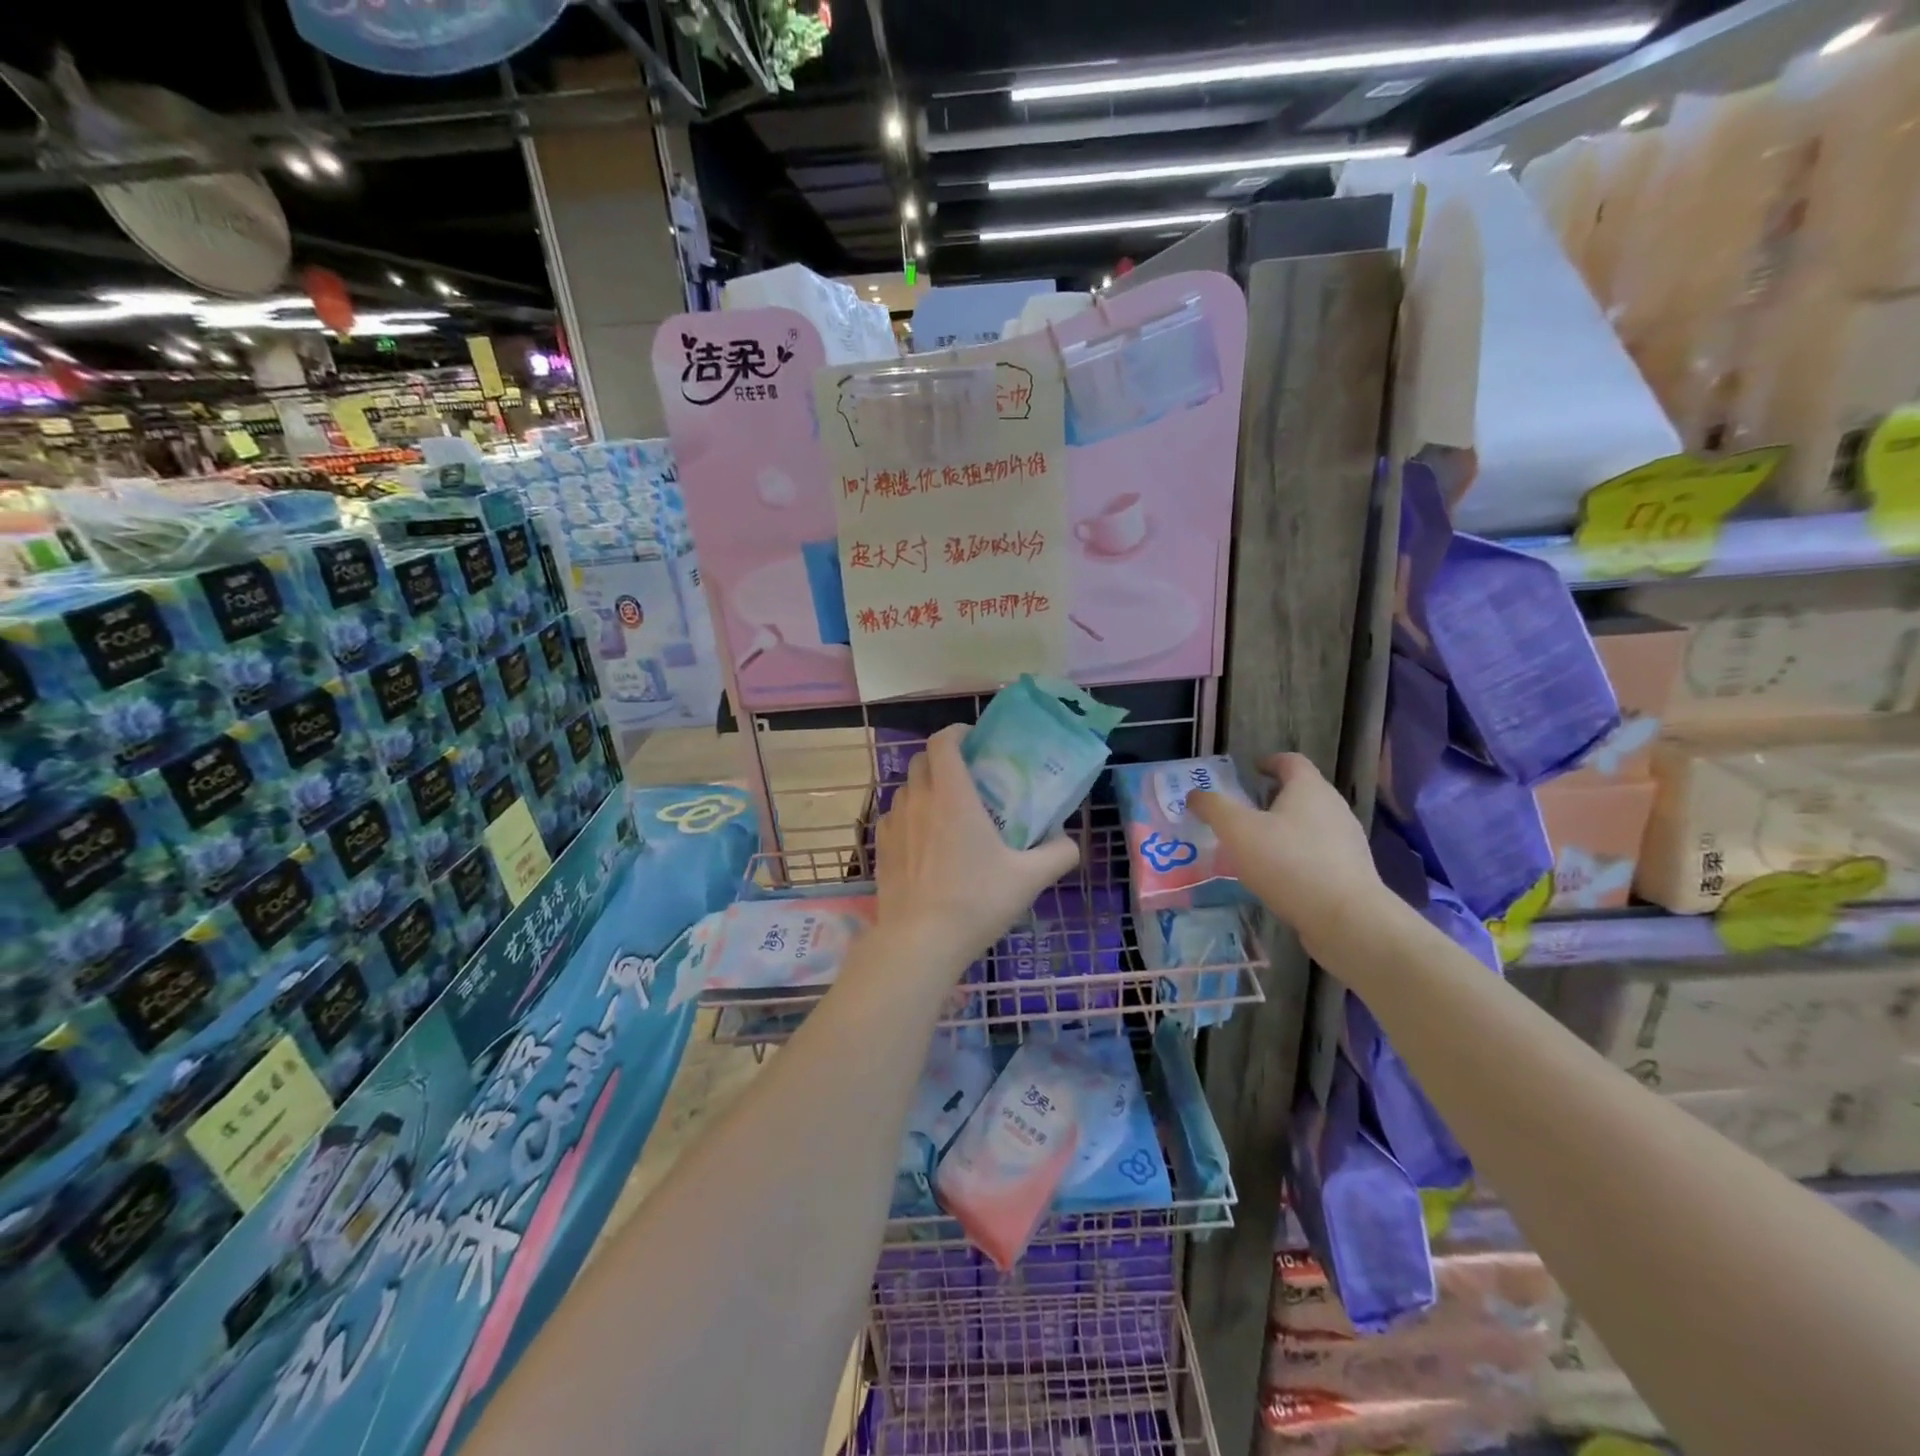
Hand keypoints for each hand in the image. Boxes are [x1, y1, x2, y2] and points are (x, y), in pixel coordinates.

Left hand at [874, 724, 1080, 968]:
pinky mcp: (880, 848)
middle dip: (941, 759)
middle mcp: (918, 800)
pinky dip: (908, 817)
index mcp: (952, 795)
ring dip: (924, 788)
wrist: (920, 942)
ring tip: (945, 811)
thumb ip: (1058, 854)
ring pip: (904, 789)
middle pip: (920, 760)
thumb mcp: (1029, 878)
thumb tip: (1070, 842)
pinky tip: (924, 842)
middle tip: (966, 777)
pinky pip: (893, 817)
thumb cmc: (976, 901)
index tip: (973, 740)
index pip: (942, 742)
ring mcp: (894, 824)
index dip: (956, 732)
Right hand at [1189, 753, 1384, 957]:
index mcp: (1309, 789)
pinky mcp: (1351, 872)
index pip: (1291, 761)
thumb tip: (1195, 795)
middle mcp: (1334, 808)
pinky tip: (1279, 876)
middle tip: (1244, 811)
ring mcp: (1347, 841)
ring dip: (1285, 829)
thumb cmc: (1288, 863)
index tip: (1251, 770)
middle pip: (1302, 792)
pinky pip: (1319, 853)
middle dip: (1273, 797)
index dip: (1269, 762)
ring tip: (1257, 847)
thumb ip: (1213, 808)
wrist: (1346, 919)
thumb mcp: (1237, 831)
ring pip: (1311, 824)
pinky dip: (1297, 855)